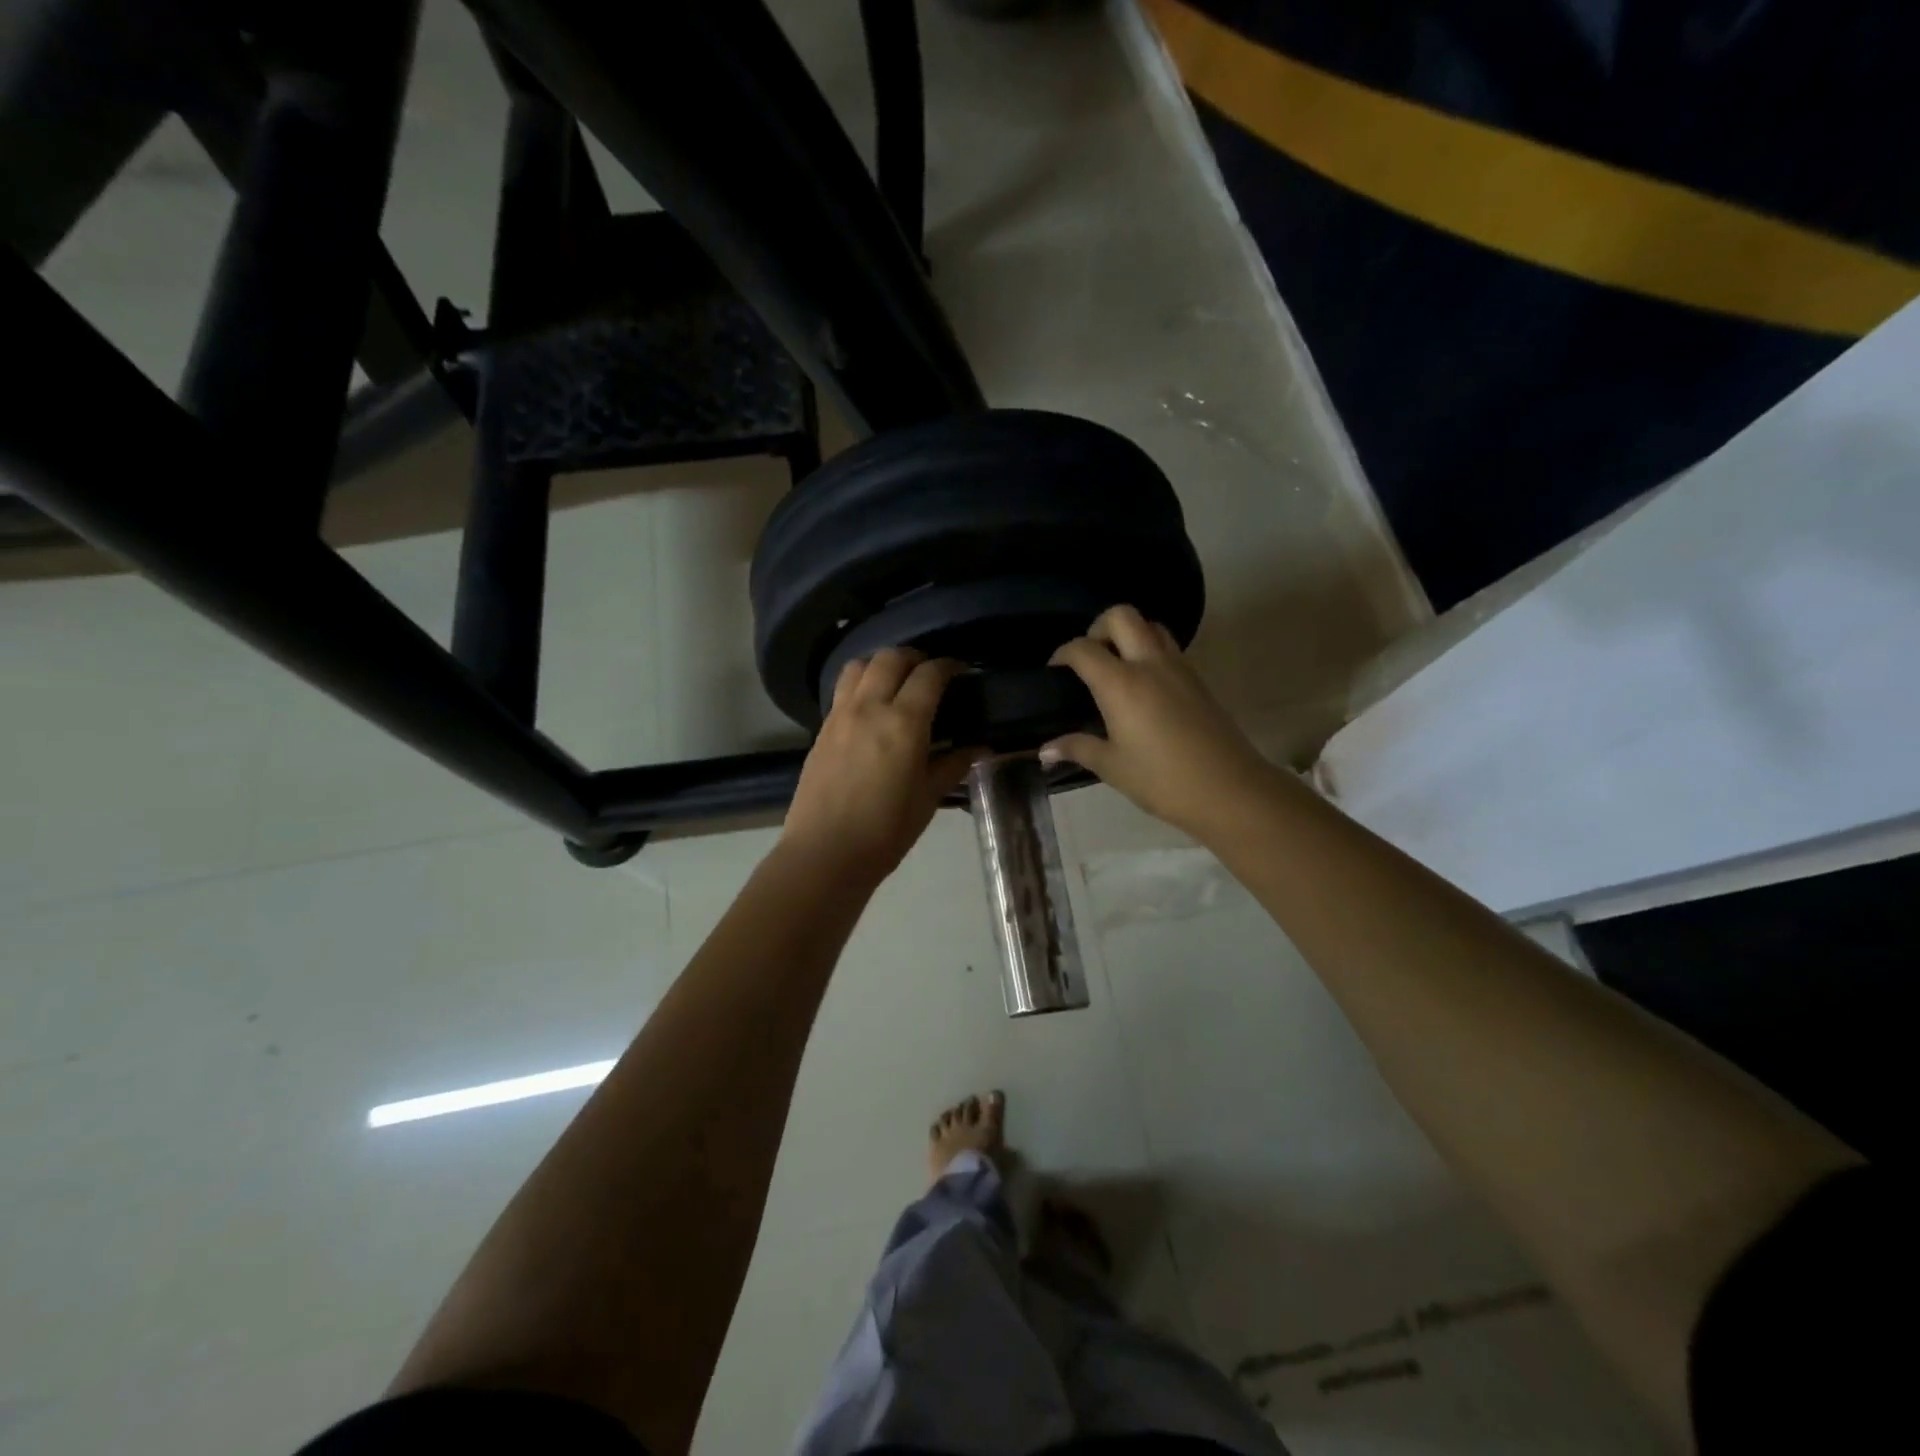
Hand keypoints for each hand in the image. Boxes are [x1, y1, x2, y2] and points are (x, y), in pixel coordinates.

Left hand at [780, 648, 976, 882]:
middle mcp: (869, 707)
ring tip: (896, 683)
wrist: (825, 853)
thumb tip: (978, 747)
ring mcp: (840, 715)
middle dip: (915, 658)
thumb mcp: (928, 798)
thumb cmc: (885, 830)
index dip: (949, 666)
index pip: (929, 675)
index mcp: (903, 722)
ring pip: (859, 665)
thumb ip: (953, 765)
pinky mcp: (821, 728)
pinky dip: (861, 684)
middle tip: (930, 674)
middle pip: (891, 658)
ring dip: (882, 664)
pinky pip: (842, 689)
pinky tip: (871, 709)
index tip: (961, 671)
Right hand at [1041, 605, 1276, 840]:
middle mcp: (1149, 664)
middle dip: (1098, 627)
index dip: (1063, 654)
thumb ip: (1077, 748)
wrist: (1229, 789)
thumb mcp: (1112, 767)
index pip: (1083, 649)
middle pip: (1121, 616)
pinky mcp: (1198, 679)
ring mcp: (1178, 667)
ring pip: (1151, 625)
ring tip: (1116, 666)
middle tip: (1089, 657)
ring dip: (1129, 634)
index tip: (1054, 671)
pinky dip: (1150, 650)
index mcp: (1121, 684)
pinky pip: (1169, 647)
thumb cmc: (1162, 780)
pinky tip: (1143, 686)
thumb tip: (1044, 751)